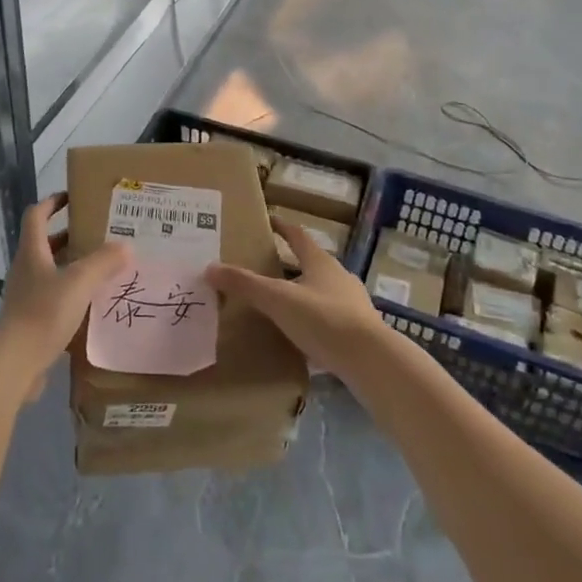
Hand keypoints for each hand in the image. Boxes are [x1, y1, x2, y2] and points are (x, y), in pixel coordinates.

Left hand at [0, 193, 130, 398]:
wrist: (15, 362)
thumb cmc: (44, 312)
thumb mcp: (79, 282)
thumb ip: (103, 262)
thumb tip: (125, 246)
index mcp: (32, 251)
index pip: (37, 215)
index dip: (53, 202)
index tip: (73, 197)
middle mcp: (25, 268)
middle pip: (45, 243)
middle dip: (70, 235)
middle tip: (99, 234)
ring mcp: (25, 295)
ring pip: (50, 270)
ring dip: (72, 265)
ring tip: (101, 267)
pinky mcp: (30, 319)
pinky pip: (52, 295)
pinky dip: (70, 292)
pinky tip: (91, 302)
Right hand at [206, 216, 387, 377]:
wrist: (371, 361)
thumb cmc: (323, 319)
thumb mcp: (278, 299)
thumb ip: (245, 284)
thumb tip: (210, 267)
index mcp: (320, 262)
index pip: (298, 236)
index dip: (282, 227)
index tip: (267, 221)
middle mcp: (339, 277)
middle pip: (311, 263)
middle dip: (289, 264)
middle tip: (264, 267)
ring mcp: (352, 305)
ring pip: (321, 292)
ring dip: (301, 294)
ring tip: (278, 304)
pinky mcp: (358, 332)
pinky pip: (328, 319)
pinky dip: (312, 321)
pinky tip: (299, 335)